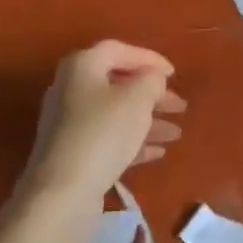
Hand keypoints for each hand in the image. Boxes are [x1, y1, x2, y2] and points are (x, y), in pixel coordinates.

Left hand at [21, 41, 185, 205]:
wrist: (62, 192)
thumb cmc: (102, 133)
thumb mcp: (136, 100)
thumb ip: (151, 81)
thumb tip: (152, 78)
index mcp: (82, 66)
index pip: (118, 50)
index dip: (148, 58)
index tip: (173, 74)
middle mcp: (70, 88)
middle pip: (117, 83)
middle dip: (151, 94)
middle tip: (180, 106)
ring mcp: (70, 123)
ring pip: (115, 113)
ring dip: (147, 120)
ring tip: (176, 133)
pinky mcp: (73, 152)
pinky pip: (108, 138)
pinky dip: (133, 141)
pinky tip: (158, 152)